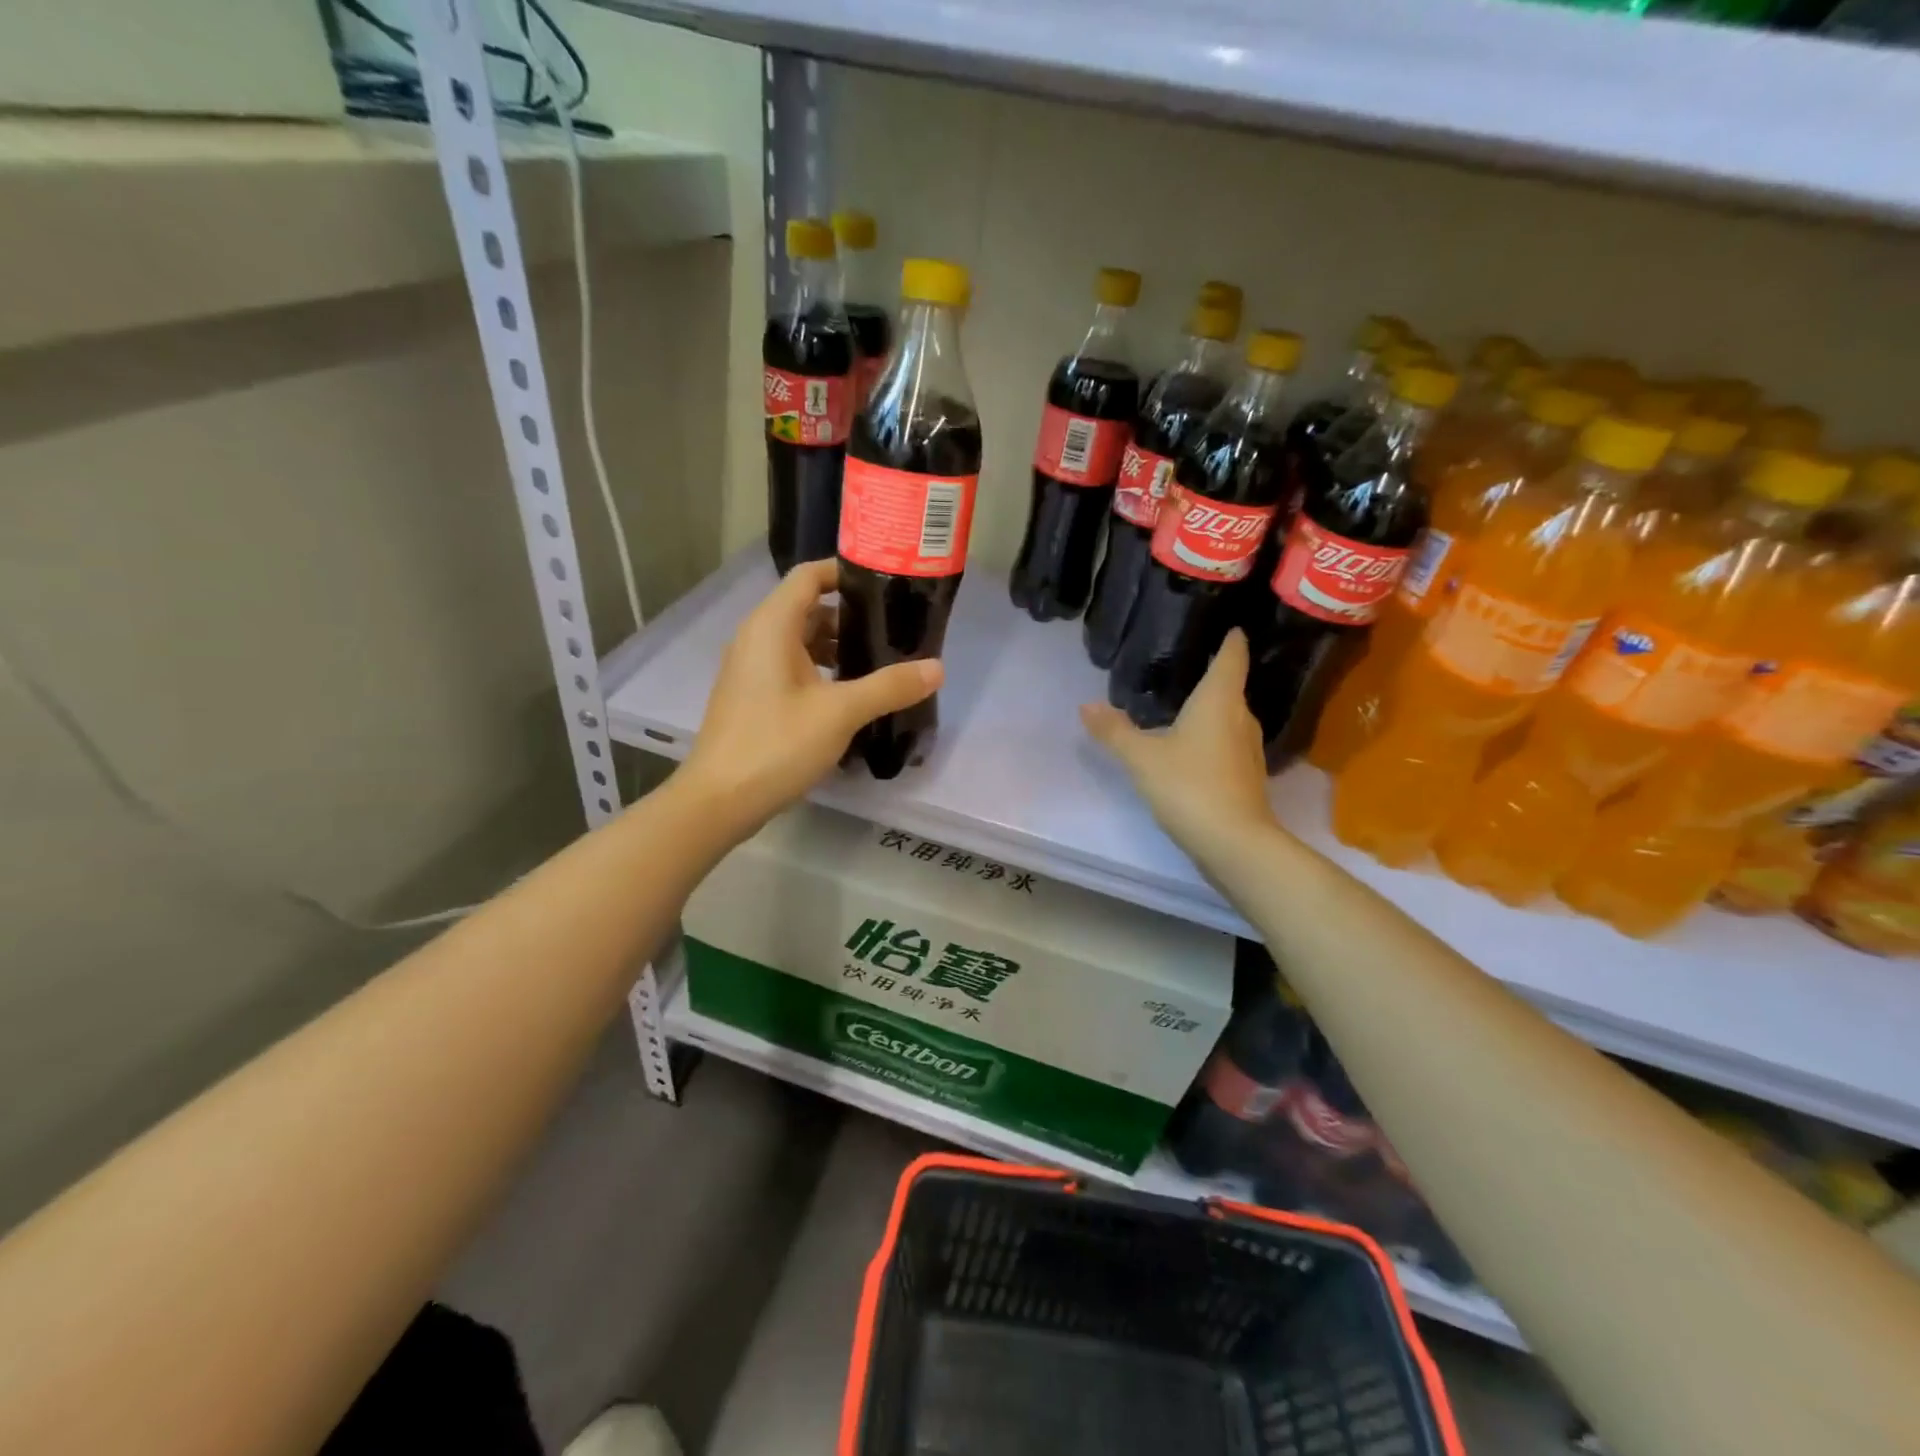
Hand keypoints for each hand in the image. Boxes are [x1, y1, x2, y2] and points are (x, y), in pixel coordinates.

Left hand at [681, 559, 941, 835]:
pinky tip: (851, 694)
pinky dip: (822, 670)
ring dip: (839, 647)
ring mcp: (752, 668)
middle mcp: (757, 638)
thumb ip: (889, 686)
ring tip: (882, 662)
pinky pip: (792, 667)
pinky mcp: (753, 696)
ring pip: (802, 641)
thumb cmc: (776, 744)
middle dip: (852, 615)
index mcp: (772, 626)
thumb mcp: (840, 713)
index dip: (847, 572)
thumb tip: (937, 668)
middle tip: (896, 628)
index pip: (810, 575)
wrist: (719, 800)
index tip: (888, 584)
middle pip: (809, 608)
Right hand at [1080, 628, 1279, 866]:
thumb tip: (1086, 705)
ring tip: (1185, 704)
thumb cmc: (1189, 786)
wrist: (1234, 843)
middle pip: (1232, 687)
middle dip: (1214, 675)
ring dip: (1212, 710)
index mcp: (1220, 700)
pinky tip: (1192, 747)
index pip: (1232, 656)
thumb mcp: (1142, 757)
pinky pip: (1228, 743)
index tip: (1229, 626)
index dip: (1231, 640)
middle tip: (1187, 665)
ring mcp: (1249, 749)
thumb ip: (1114, 731)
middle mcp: (1241, 718)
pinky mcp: (1247, 777)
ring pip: (1230, 718)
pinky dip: (1213, 737)